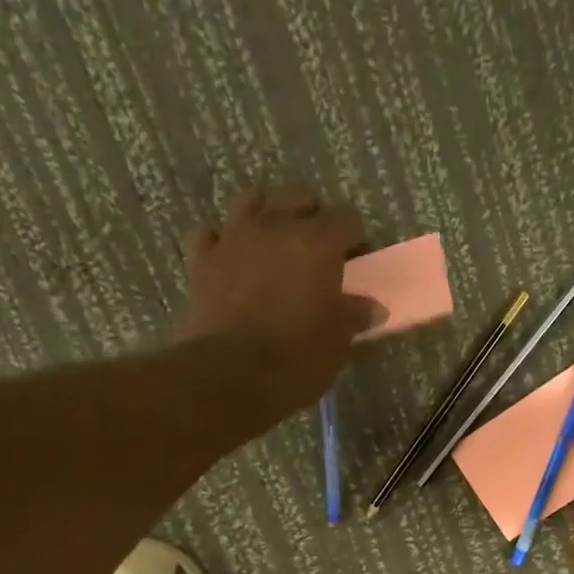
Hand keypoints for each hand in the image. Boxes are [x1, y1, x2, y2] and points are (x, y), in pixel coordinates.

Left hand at [180, 184, 382, 420]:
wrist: (229, 377)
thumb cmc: (296, 360)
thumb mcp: (338, 343)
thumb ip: (355, 317)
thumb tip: (371, 307)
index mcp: (317, 243)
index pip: (347, 219)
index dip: (356, 239)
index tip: (358, 263)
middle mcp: (275, 226)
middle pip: (299, 196)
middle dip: (313, 217)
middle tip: (320, 251)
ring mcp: (233, 238)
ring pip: (251, 199)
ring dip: (267, 214)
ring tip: (275, 244)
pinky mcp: (201, 260)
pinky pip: (211, 234)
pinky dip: (223, 242)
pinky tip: (232, 260)